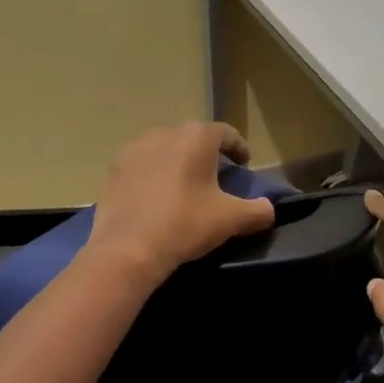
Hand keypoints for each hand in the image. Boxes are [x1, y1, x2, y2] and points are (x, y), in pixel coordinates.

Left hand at [87, 122, 275, 280]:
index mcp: (196, 137)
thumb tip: (268, 209)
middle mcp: (165, 133)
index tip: (244, 164)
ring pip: (165, 149)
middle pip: (193, 138)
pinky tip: (156, 196)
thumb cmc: (185, 224)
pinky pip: (142, 165)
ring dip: (178, 161)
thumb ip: (257, 211)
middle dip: (206, 154)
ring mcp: (135, 149)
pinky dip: (153, 174)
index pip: (226, 134)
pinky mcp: (114, 169)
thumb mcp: (231, 219)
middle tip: (216, 176)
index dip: (238, 148)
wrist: (127, 249)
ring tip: (184, 185)